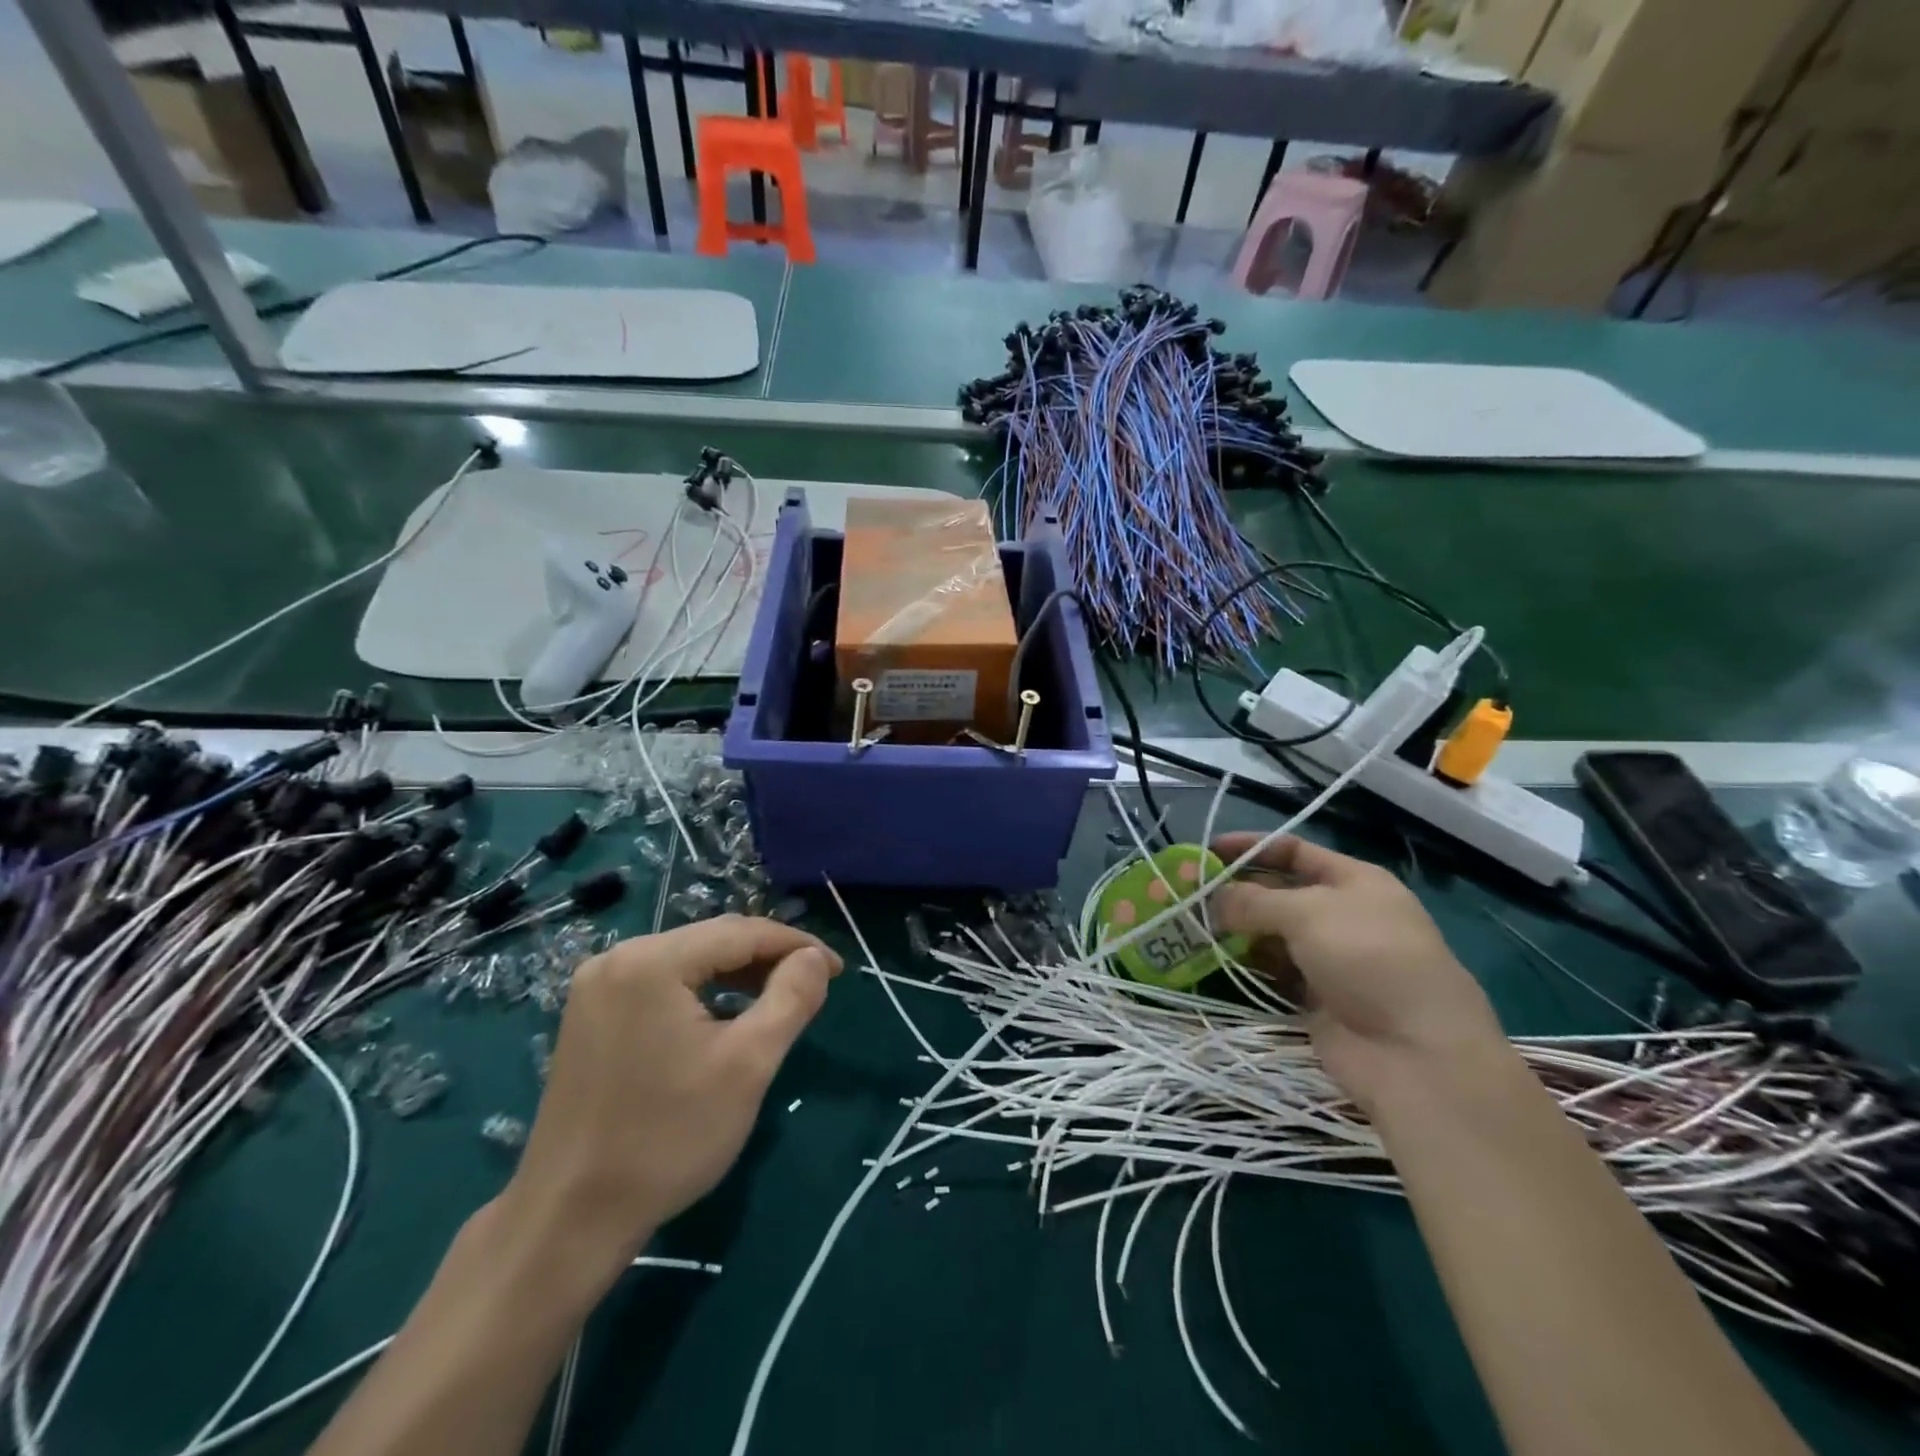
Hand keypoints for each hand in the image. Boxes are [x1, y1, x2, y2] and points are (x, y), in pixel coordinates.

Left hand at [497, 916, 841, 1291]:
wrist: (569, 1219)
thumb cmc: (668, 1138)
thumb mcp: (748, 1064)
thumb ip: (791, 997)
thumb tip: (814, 957)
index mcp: (652, 961)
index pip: (742, 932)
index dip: (797, 945)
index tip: (837, 969)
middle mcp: (618, 957)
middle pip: (713, 941)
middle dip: (768, 958)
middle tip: (814, 984)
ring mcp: (597, 985)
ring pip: (689, 961)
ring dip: (737, 975)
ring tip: (779, 1000)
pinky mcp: (590, 1013)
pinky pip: (663, 983)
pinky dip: (702, 992)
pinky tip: (726, 1017)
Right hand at [1210, 833, 1506, 1111]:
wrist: (1417, 1053)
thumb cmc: (1368, 959)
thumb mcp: (1308, 913)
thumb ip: (1253, 900)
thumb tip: (1214, 899)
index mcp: (1354, 881)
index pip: (1294, 851)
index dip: (1251, 847)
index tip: (1207, 851)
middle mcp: (1343, 915)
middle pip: (1280, 892)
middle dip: (1237, 890)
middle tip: (1190, 894)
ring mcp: (1331, 959)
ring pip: (1273, 934)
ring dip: (1237, 929)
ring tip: (1193, 926)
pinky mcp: (1317, 998)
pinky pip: (1274, 971)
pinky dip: (1248, 964)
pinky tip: (1215, 960)